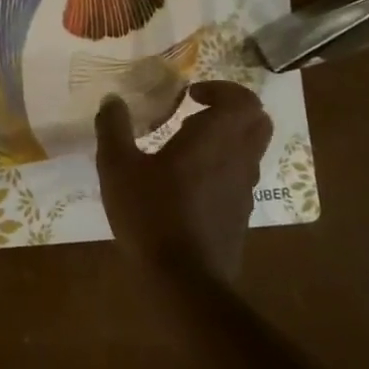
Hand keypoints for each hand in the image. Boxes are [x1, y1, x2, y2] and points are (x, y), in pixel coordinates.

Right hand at [96, 80, 273, 284]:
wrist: (182, 279)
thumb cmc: (150, 213)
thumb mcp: (117, 167)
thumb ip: (113, 128)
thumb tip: (111, 100)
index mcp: (214, 139)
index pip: (242, 100)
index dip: (221, 89)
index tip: (190, 95)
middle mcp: (238, 159)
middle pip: (257, 121)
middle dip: (231, 109)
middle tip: (195, 112)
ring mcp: (244, 190)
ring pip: (250, 150)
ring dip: (226, 138)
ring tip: (185, 146)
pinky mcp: (240, 215)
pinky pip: (239, 177)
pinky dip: (222, 166)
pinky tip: (186, 183)